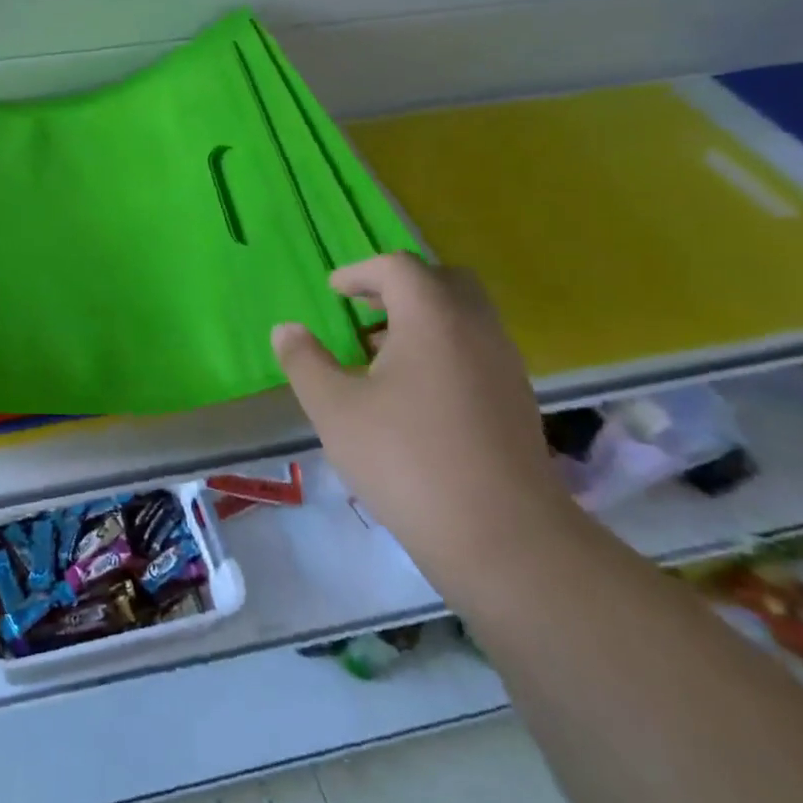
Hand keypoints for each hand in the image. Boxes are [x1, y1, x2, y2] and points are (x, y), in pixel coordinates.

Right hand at [272, 253, 577, 578]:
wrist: (500, 535)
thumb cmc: (405, 459)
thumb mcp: (334, 408)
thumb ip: (305, 361)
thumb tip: (286, 330)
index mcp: (432, 318)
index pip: (398, 267)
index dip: (360, 272)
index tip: (334, 291)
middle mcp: (476, 329)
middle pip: (443, 281)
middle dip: (399, 287)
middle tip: (363, 311)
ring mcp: (504, 365)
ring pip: (464, 317)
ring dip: (422, 320)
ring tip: (379, 355)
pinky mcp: (516, 401)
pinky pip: (476, 350)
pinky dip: (442, 349)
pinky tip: (413, 394)